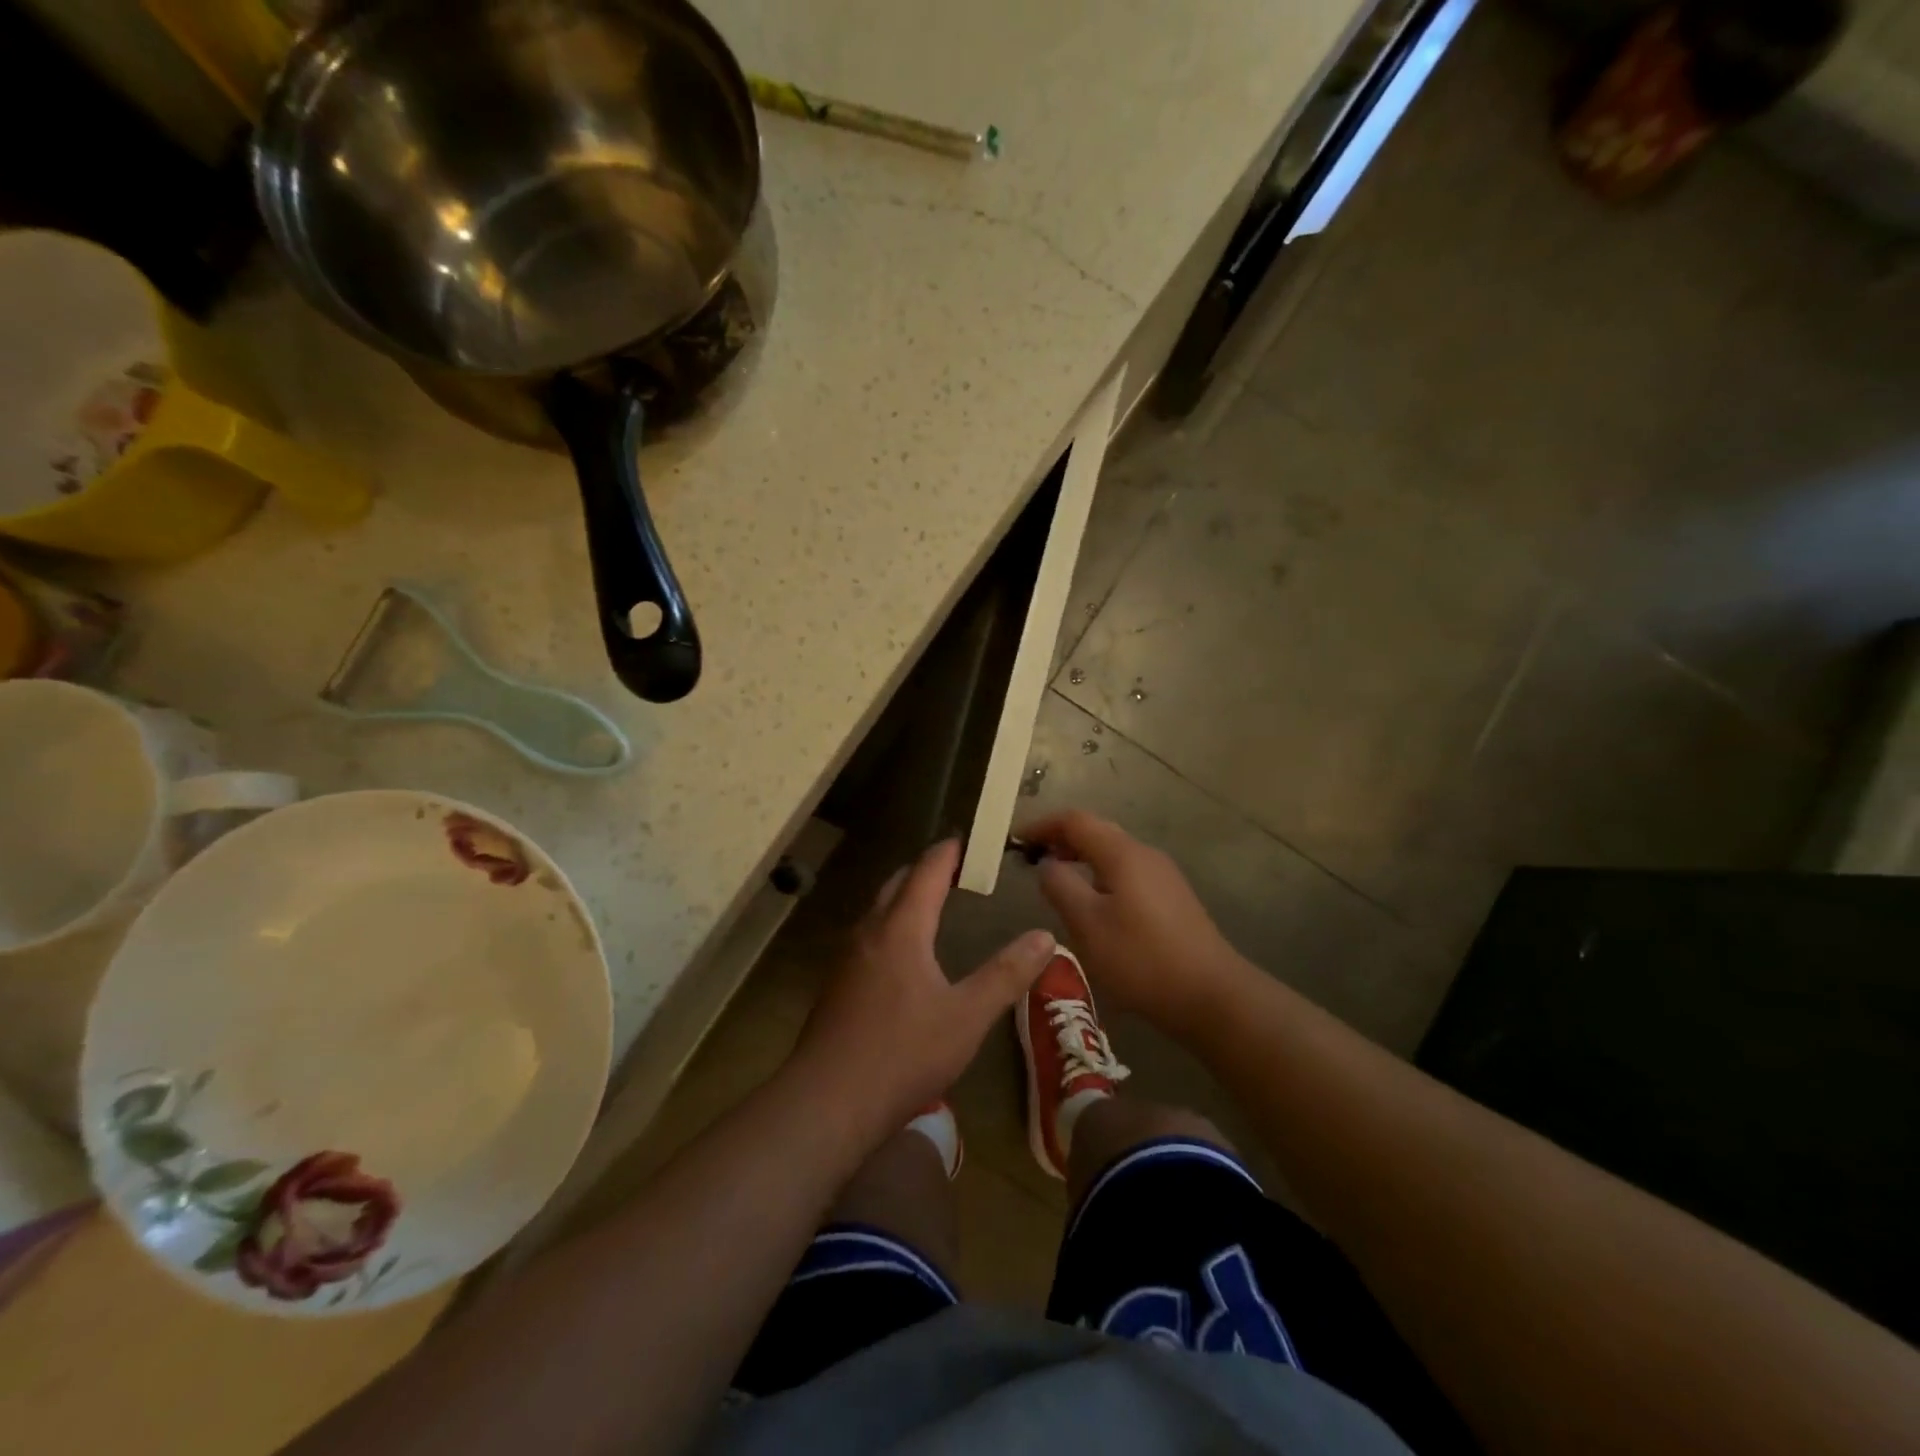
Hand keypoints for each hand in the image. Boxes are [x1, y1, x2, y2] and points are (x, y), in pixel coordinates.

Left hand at [790, 838, 1055, 1139]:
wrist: (827, 1102)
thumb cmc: (903, 1054)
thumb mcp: (967, 1017)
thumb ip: (1006, 974)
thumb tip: (1045, 936)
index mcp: (901, 929)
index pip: (926, 872)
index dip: (948, 852)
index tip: (967, 841)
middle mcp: (869, 932)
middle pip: (897, 884)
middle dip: (925, 870)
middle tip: (956, 871)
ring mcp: (847, 959)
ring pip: (878, 911)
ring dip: (905, 898)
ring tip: (933, 906)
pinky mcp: (836, 985)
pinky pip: (868, 937)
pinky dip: (891, 926)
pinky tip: (904, 956)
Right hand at [1022, 810, 1245, 1029]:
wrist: (1211, 995)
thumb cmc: (1141, 958)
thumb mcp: (1087, 925)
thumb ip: (1060, 886)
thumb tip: (1047, 864)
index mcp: (1122, 853)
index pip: (1074, 821)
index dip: (1042, 825)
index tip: (1016, 841)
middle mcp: (1144, 854)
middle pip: (1096, 831)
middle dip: (1061, 839)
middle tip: (1032, 859)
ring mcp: (1163, 875)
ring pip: (1113, 853)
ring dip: (1081, 858)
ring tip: (1057, 881)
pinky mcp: (1172, 897)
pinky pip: (1127, 872)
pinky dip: (1100, 875)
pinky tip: (1094, 905)